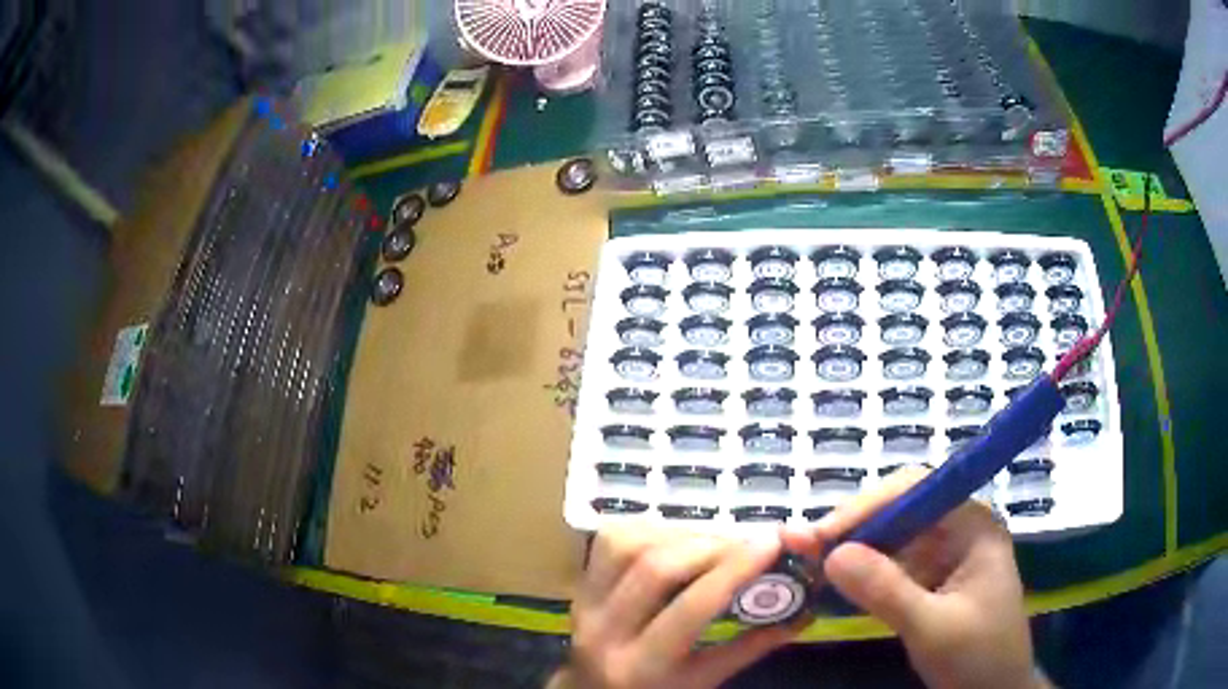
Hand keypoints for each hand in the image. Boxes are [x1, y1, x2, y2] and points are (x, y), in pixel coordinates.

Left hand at [552, 525, 796, 688]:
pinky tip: (679, 537)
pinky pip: (610, 540)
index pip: (691, 610)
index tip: (772, 542)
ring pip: (628, 545)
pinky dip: (650, 528)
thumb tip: (804, 612)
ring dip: (680, 533)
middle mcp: (604, 632)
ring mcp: (583, 604)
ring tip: (717, 540)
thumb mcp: (703, 682)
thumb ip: (749, 648)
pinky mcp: (579, 584)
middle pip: (656, 569)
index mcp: (642, 668)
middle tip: (750, 539)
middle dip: (711, 545)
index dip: (734, 570)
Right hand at [783, 469, 1047, 688]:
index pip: (917, 490)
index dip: (867, 506)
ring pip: (890, 539)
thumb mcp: (932, 627)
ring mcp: (944, 556)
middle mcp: (958, 530)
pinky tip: (831, 584)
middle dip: (851, 528)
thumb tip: (830, 554)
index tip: (821, 535)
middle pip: (899, 511)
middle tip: (801, 548)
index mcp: (973, 525)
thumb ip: (886, 591)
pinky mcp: (930, 581)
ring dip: (850, 552)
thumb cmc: (978, 656)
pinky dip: (860, 575)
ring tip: (806, 564)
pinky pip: (891, 567)